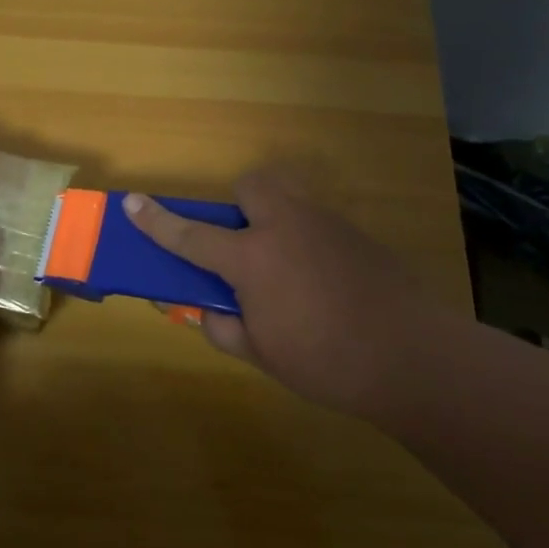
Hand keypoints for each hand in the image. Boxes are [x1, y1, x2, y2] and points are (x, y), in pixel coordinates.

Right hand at [125, 171, 457, 414]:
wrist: (416, 359)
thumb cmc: (327, 361)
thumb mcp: (262, 355)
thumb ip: (224, 328)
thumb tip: (206, 312)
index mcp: (252, 258)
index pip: (190, 235)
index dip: (156, 221)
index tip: (132, 202)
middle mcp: (285, 227)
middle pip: (252, 186)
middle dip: (240, 204)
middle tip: (245, 245)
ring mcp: (325, 226)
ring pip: (289, 199)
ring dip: (276, 220)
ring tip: (287, 268)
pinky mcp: (357, 236)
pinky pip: (319, 224)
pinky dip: (308, 242)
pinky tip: (325, 283)